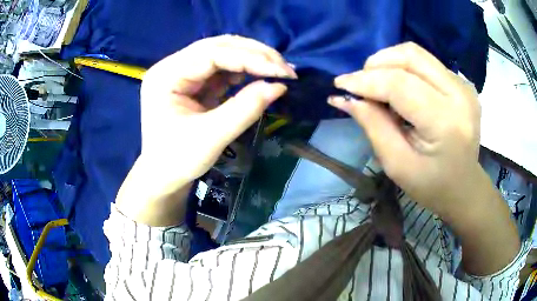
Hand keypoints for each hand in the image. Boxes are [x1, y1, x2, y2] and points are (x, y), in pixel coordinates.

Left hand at [116, 35, 294, 225]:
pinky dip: (243, 70)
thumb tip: (279, 86)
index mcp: (166, 75)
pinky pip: (221, 68)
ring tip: (277, 70)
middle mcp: (172, 66)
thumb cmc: (178, 161)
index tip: (283, 71)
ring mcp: (182, 72)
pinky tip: (259, 76)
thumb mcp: (211, 137)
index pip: (212, 53)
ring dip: (251, 59)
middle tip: (284, 67)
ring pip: (222, 53)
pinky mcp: (192, 81)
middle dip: (254, 54)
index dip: (251, 58)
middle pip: (217, 47)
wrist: (163, 176)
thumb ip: (245, 108)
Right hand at [331, 43, 519, 275]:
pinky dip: (404, 68)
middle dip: (377, 64)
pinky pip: (426, 62)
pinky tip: (400, 88)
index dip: (366, 80)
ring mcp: (463, 86)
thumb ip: (373, 126)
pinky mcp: (462, 83)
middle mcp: (459, 95)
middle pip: (410, 57)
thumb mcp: (397, 165)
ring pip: (416, 53)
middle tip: (361, 85)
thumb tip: (345, 98)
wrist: (465, 187)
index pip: (400, 85)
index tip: (341, 84)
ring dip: (389, 63)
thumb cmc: (432, 186)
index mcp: (446, 123)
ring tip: (378, 85)